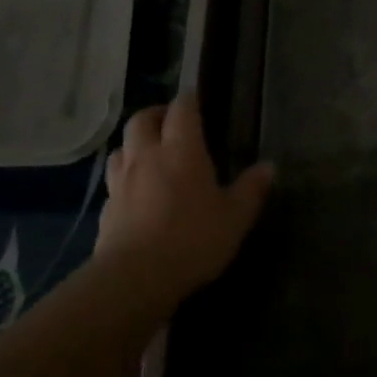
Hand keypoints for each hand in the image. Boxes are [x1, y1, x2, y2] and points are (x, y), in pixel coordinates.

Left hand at [94, 95, 273, 303]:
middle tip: (171, 122)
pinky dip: (126, 175)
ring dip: (135, 143)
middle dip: (156, 114)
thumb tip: (269, 166)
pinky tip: (136, 191)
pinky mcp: (107, 207)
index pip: (182, 110)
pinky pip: (115, 179)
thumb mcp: (235, 217)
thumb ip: (251, 189)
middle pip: (142, 120)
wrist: (136, 277)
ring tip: (150, 153)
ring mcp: (122, 181)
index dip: (189, 101)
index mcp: (182, 150)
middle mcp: (147, 156)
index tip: (196, 99)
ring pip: (122, 147)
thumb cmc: (193, 239)